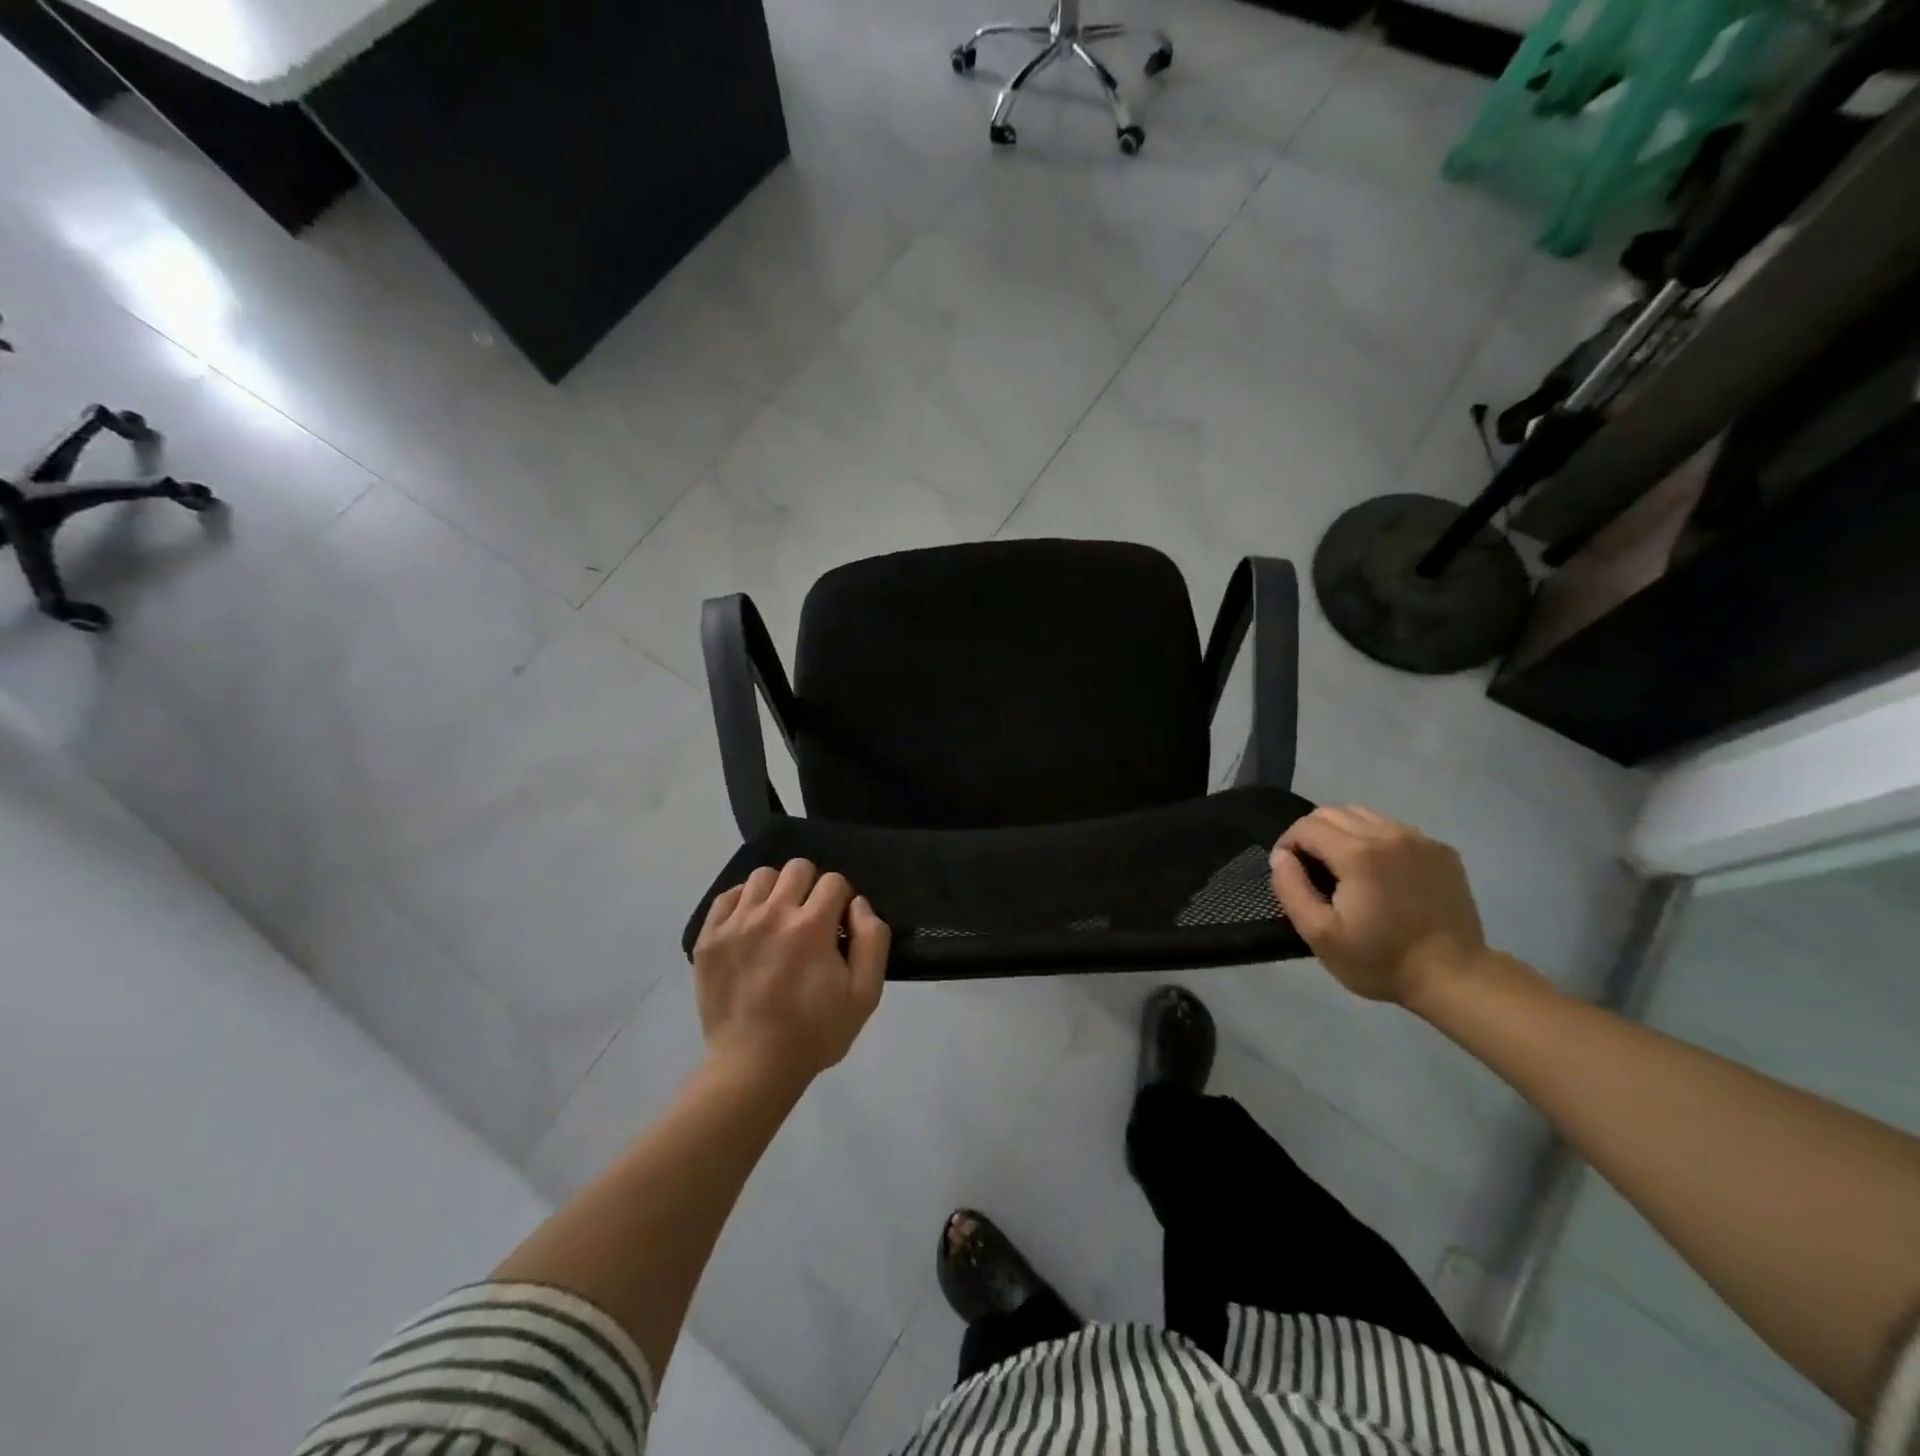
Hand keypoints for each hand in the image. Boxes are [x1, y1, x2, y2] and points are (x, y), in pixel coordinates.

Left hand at [692, 860, 889, 1085]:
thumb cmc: (815, 1033)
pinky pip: (727, 897)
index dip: (842, 901)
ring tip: (778, 920)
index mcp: (811, 926)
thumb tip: (859, 904)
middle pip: (797, 868)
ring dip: (777, 891)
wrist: (752, 1067)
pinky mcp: (709, 938)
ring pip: (761, 876)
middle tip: (810, 920)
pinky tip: (751, 926)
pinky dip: (742, 903)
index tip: (838, 927)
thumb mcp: (865, 995)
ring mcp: (735, 924)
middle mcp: (772, 914)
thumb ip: (872, 940)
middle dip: (812, 887)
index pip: (834, 881)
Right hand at [1268, 806, 1485, 1006]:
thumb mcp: (1320, 934)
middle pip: (1333, 813)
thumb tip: (1280, 856)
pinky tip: (1381, 874)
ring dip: (1343, 834)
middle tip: (1312, 871)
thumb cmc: (1380, 959)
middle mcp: (1389, 834)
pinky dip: (1376, 841)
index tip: (1289, 872)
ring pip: (1364, 816)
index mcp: (1357, 853)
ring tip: (1344, 869)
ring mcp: (1420, 840)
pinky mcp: (1441, 851)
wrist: (1454, 977)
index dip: (1287, 844)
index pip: (1306, 826)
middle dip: (1312, 835)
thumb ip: (1291, 888)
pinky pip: (1394, 830)